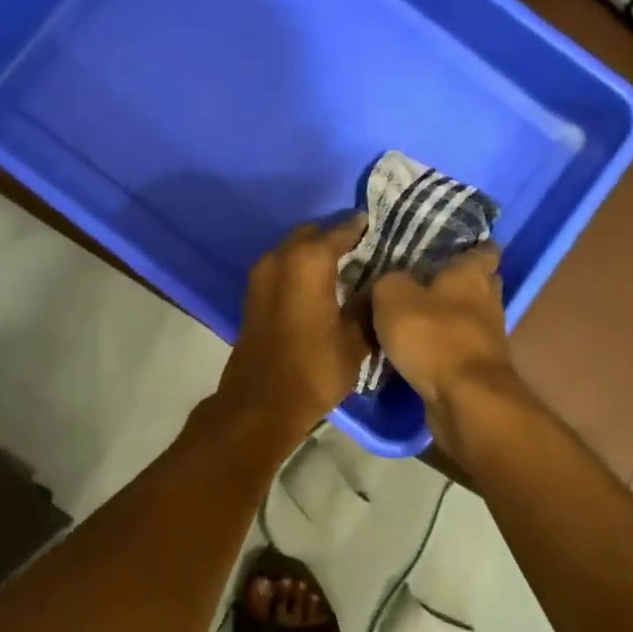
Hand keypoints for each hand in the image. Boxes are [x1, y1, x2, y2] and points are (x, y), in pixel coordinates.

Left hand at [213, 216, 371, 435]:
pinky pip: (282, 266)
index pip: (340, 230)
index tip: (379, 227)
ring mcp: (261, 274)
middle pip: (312, 234)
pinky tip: (321, 284)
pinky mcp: (253, 293)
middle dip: (335, 237)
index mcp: (309, 261)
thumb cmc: (314, 369)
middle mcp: (281, 258)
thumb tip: (379, 286)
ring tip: (345, 266)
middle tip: (363, 248)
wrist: (260, 403)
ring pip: (294, 249)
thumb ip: (368, 305)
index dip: (360, 228)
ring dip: (315, 252)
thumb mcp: (355, 340)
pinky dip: (300, 267)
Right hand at [369, 245, 517, 419]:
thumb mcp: (393, 297)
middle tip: (423, 277)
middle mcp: (487, 301)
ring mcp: (487, 337)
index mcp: (473, 274)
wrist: (465, 400)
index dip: (470, 244)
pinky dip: (443, 345)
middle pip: (479, 282)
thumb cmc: (434, 337)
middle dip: (457, 280)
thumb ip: (388, 281)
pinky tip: (418, 347)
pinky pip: (459, 347)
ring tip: (413, 313)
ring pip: (468, 316)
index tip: (448, 244)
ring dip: (448, 316)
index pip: (484, 249)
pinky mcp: (479, 368)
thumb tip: (388, 280)